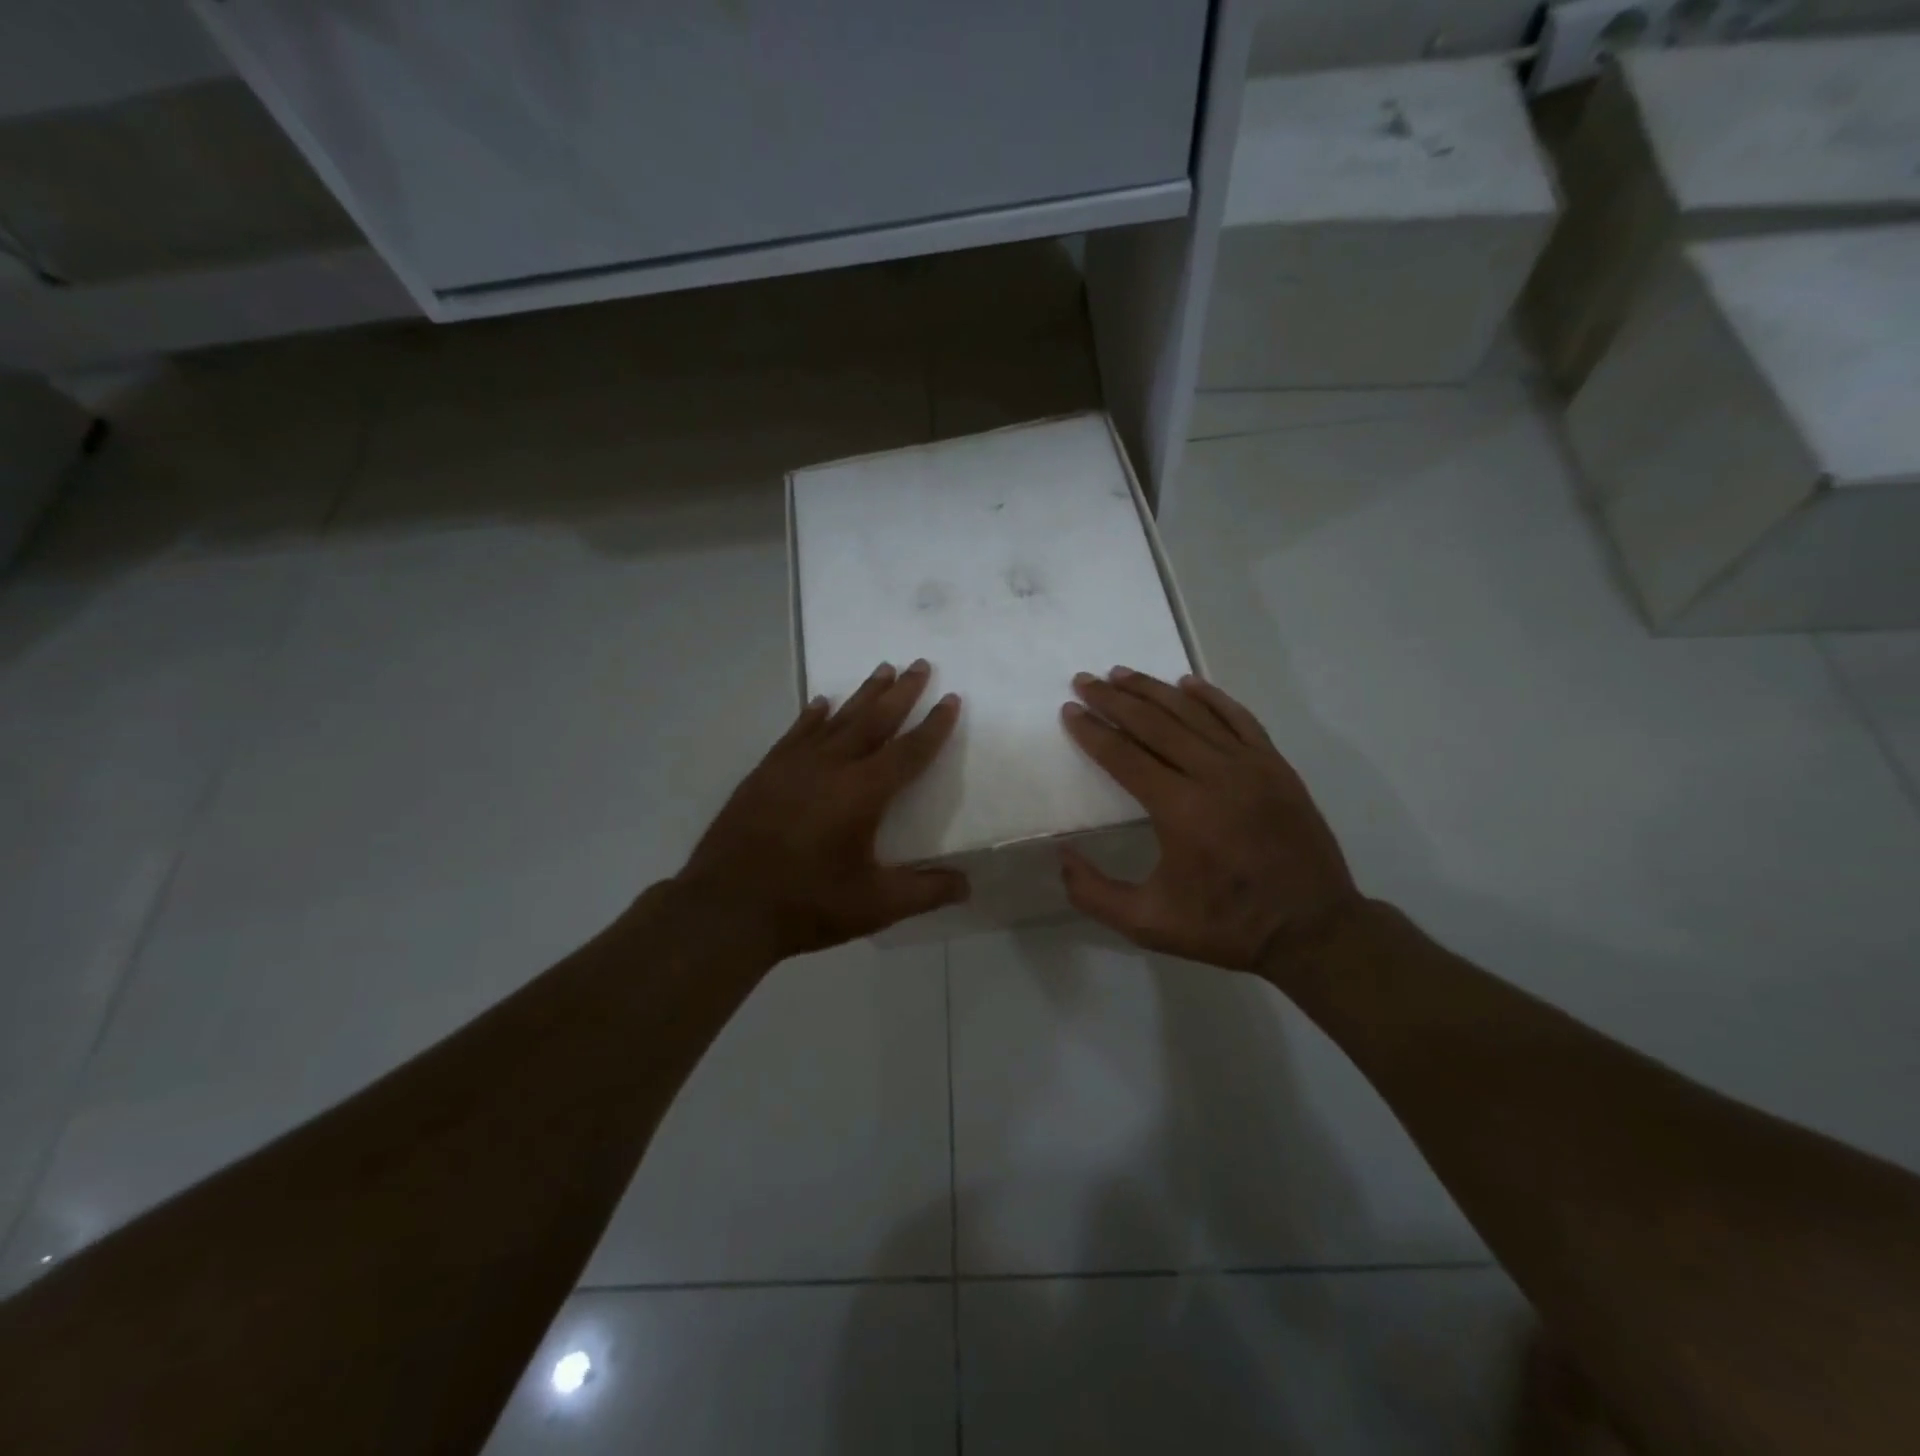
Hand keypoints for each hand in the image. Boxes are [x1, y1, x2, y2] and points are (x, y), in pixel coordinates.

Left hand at [675, 660, 967, 961]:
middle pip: (875, 720)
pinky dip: (813, 715)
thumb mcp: (875, 906)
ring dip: (863, 694)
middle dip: (902, 692)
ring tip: (883, 669)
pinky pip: (797, 732)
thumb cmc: (807, 904)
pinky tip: (821, 702)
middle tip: (920, 664)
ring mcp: (795, 765)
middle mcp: (832, 766)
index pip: (910, 750)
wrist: (726, 907)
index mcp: (863, 793)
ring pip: (838, 718)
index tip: (951, 698)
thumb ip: (924, 892)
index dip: (934, 726)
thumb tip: (968, 885)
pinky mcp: (766, 772)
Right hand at [1059, 668, 1361, 972]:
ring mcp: (1250, 765)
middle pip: (1154, 724)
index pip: (1125, 756)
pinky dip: (1210, 697)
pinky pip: (1238, 718)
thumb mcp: (1148, 925)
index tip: (1069, 710)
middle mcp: (1214, 775)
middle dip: (1114, 700)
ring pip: (1193, 713)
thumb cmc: (1226, 926)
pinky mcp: (1276, 766)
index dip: (1092, 732)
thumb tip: (1062, 855)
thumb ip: (1094, 893)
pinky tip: (1187, 683)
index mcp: (1180, 810)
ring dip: (1153, 690)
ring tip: (1121, 674)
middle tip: (1084, 681)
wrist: (1314, 928)